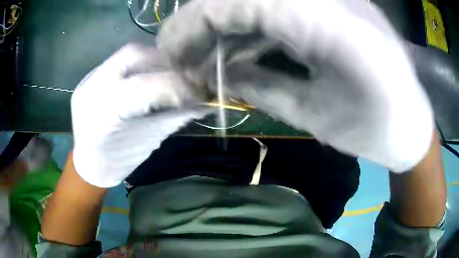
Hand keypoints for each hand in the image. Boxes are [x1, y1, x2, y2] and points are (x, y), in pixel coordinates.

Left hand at [71, 44, 207, 187]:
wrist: (87, 163)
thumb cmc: (117, 161)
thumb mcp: (147, 141)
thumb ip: (174, 117)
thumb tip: (205, 103)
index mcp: (104, 114)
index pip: (144, 86)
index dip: (176, 84)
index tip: (199, 92)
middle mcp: (92, 89)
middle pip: (132, 54)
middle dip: (164, 60)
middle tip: (183, 75)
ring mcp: (88, 80)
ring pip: (126, 53)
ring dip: (153, 60)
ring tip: (168, 73)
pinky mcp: (89, 78)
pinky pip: (119, 61)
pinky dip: (140, 64)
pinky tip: (149, 74)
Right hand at [158, 0, 433, 171]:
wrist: (411, 124)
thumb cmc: (375, 131)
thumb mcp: (314, 116)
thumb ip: (259, 84)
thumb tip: (214, 71)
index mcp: (329, 23)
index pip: (237, 0)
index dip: (191, 23)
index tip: (170, 52)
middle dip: (202, 22)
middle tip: (185, 58)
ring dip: (225, 25)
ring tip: (207, 58)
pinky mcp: (337, 5)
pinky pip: (280, 6)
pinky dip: (252, 25)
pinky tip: (242, 49)